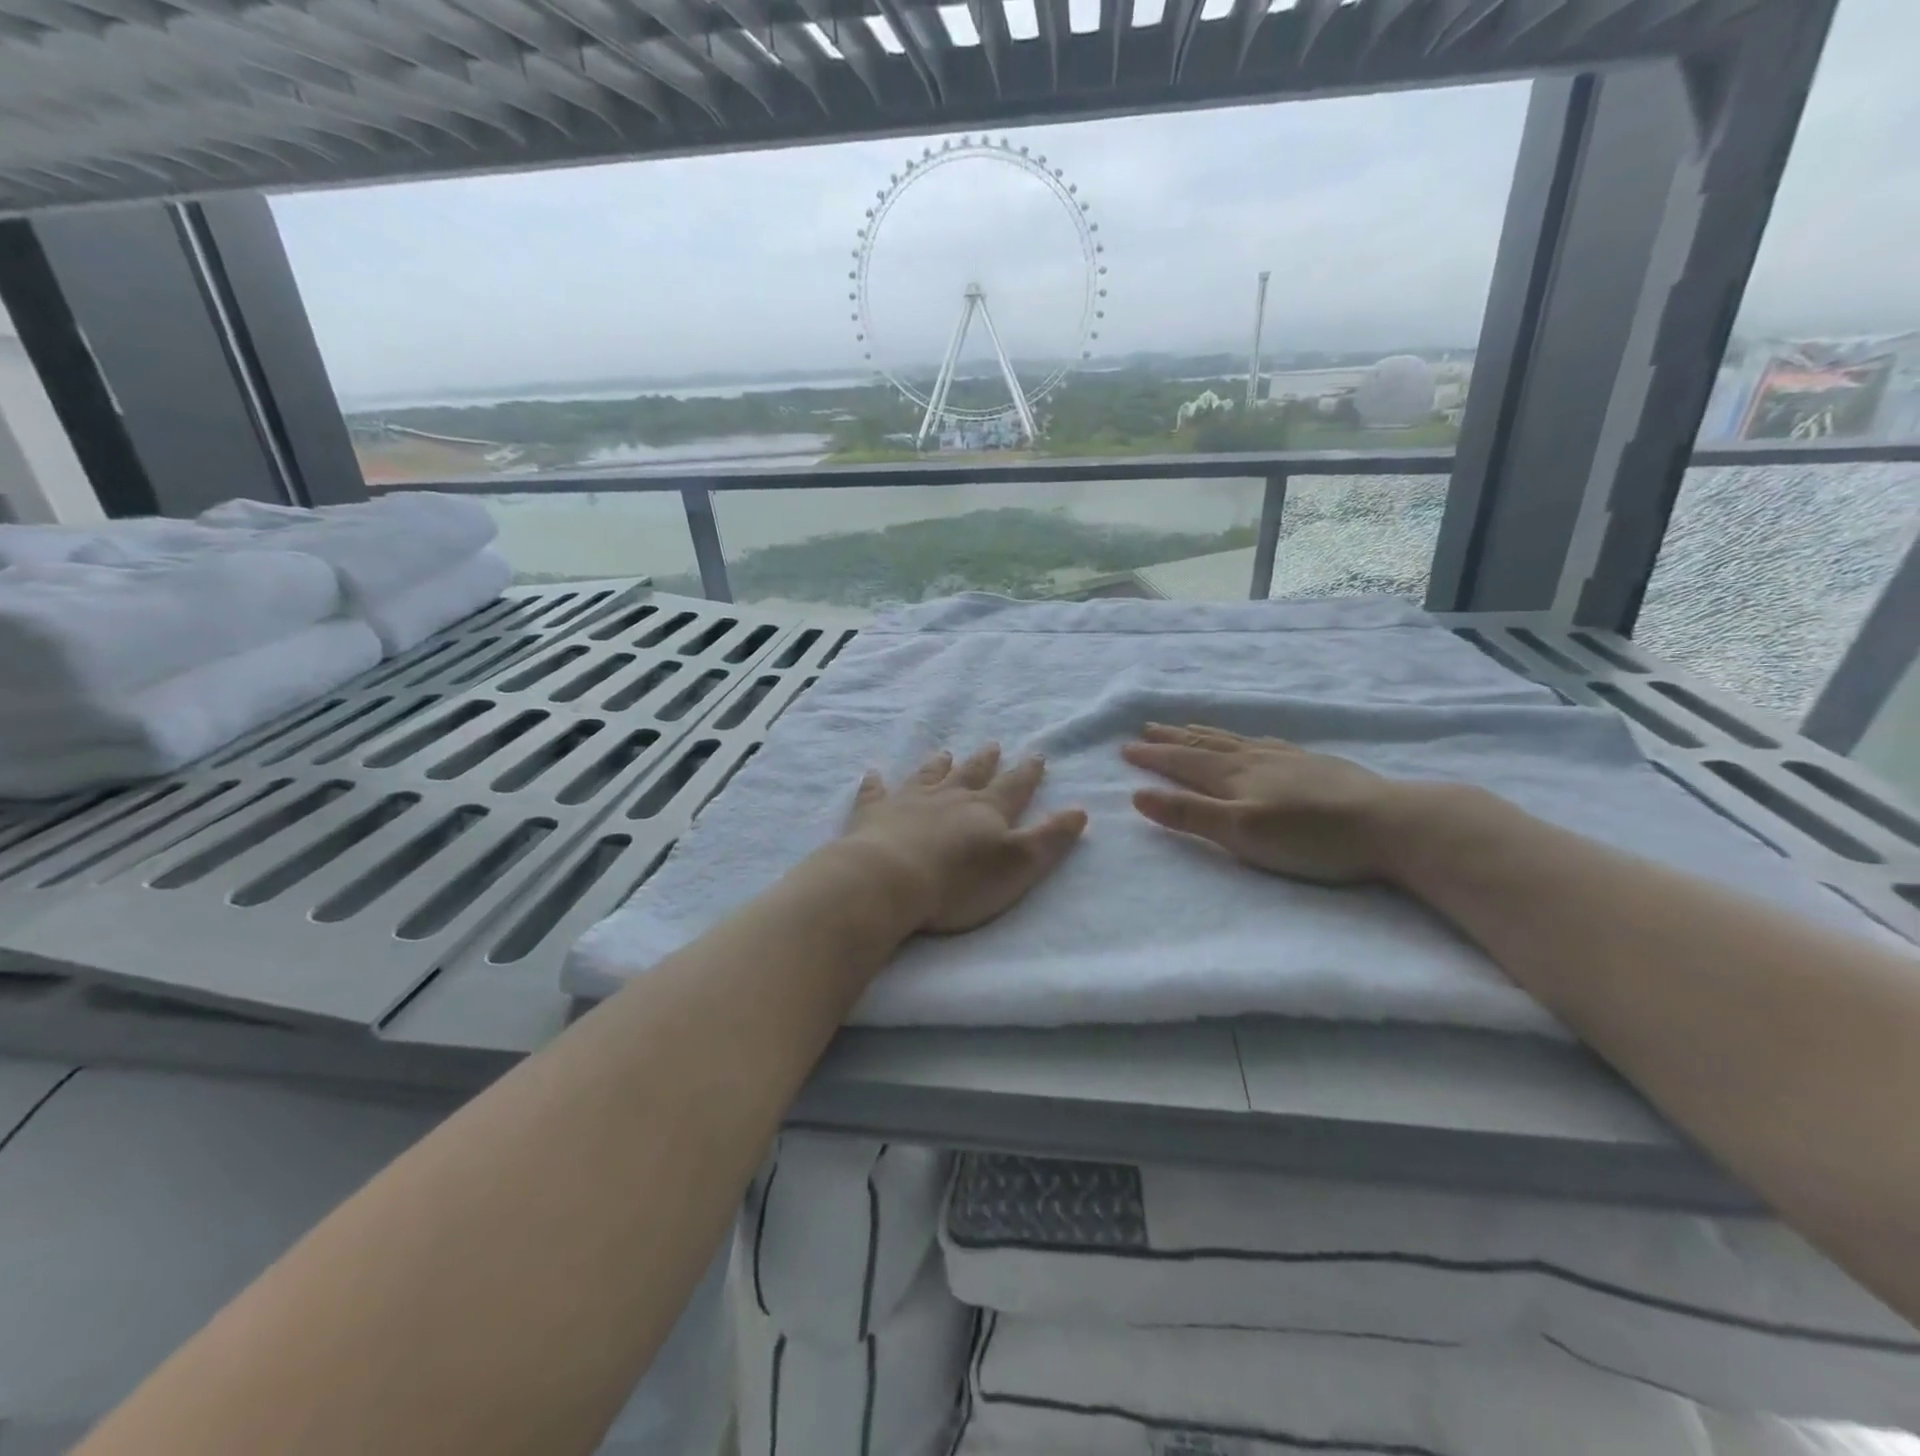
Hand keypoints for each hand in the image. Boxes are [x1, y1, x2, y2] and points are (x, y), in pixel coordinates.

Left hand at [839, 745, 1088, 933]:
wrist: (890, 879)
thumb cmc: (960, 880)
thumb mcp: (1019, 864)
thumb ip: (1049, 838)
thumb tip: (1079, 810)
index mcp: (986, 810)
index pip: (1013, 786)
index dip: (1027, 773)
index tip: (1037, 755)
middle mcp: (949, 797)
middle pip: (971, 774)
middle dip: (985, 761)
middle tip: (992, 745)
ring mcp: (908, 801)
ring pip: (928, 776)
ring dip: (938, 765)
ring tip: (945, 753)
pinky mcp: (873, 814)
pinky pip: (875, 792)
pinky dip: (875, 783)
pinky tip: (873, 773)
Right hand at [1122, 723, 1405, 883]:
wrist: (1390, 824)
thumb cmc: (1310, 837)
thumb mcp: (1240, 833)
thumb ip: (1189, 815)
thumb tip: (1137, 796)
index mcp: (1233, 776)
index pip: (1182, 762)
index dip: (1152, 756)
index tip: (1125, 748)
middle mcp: (1255, 759)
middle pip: (1204, 744)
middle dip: (1172, 738)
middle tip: (1146, 728)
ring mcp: (1287, 759)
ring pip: (1234, 740)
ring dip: (1204, 733)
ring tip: (1186, 727)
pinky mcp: (1314, 765)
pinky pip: (1265, 742)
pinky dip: (1244, 738)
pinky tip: (1253, 740)